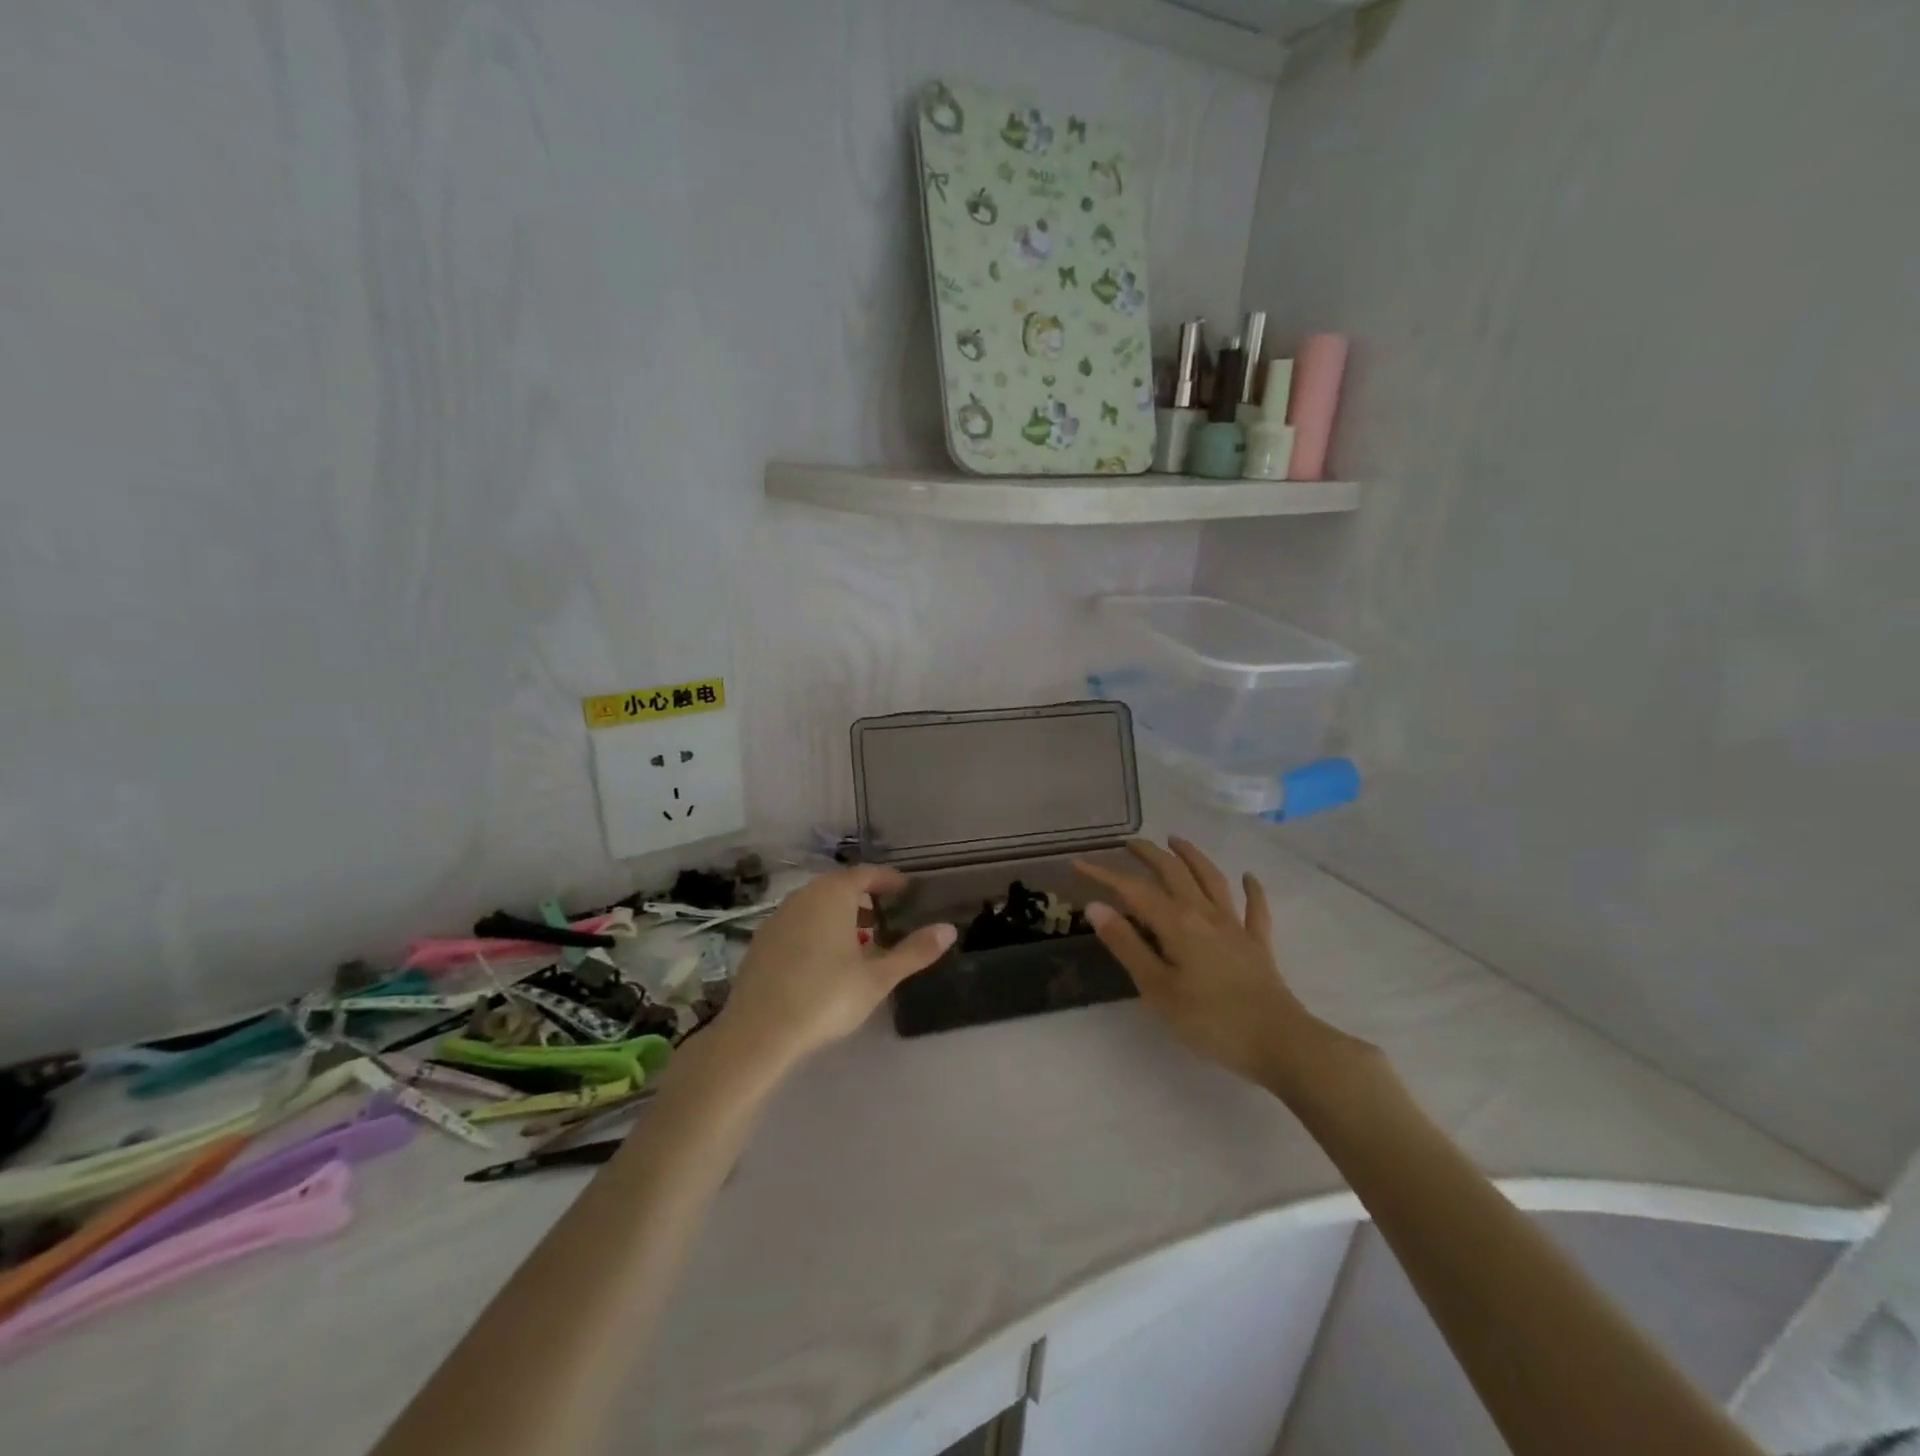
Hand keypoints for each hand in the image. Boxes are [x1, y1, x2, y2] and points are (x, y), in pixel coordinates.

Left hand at [719, 865, 954, 1067]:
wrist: (758, 1032)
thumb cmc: (826, 997)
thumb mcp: (878, 978)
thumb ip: (914, 952)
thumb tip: (949, 929)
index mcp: (833, 894)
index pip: (866, 874)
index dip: (888, 880)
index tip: (906, 889)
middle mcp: (803, 896)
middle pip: (839, 887)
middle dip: (864, 898)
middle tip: (885, 916)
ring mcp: (777, 918)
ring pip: (816, 905)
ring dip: (839, 915)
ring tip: (859, 941)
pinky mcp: (761, 942)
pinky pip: (797, 924)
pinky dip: (816, 930)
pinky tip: (824, 960)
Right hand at [1076, 837, 1354, 1094]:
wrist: (1279, 1042)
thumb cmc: (1209, 1020)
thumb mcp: (1157, 988)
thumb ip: (1127, 945)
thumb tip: (1096, 907)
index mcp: (1177, 923)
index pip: (1133, 890)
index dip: (1105, 874)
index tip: (1080, 863)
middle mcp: (1205, 914)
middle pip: (1174, 873)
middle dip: (1149, 854)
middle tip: (1129, 843)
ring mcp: (1235, 927)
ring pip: (1212, 880)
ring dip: (1193, 856)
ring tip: (1177, 840)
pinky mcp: (1258, 945)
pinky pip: (1256, 909)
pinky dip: (1252, 890)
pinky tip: (1248, 877)